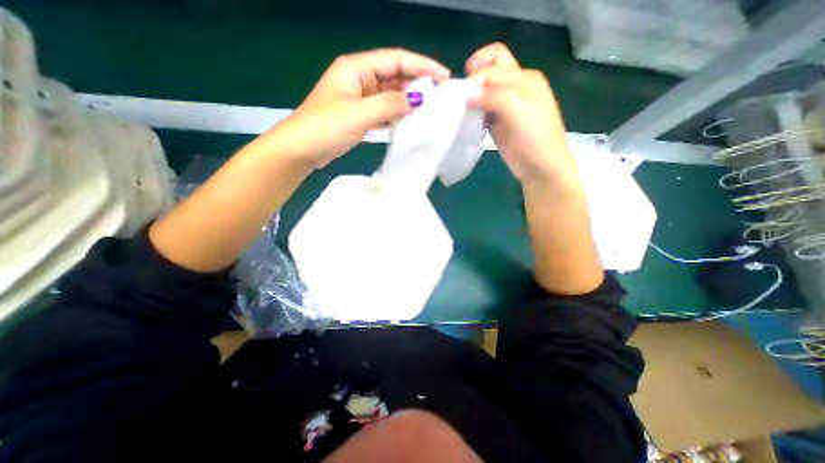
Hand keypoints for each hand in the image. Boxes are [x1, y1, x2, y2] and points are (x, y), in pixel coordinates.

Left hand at [257, 48, 449, 167]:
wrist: (301, 150)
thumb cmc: (325, 128)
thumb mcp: (358, 114)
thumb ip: (389, 104)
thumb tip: (418, 100)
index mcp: (356, 69)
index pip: (395, 59)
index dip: (421, 65)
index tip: (443, 77)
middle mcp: (359, 79)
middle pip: (394, 76)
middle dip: (417, 85)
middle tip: (439, 99)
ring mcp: (359, 99)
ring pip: (390, 95)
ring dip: (408, 102)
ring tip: (429, 112)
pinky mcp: (360, 116)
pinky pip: (384, 111)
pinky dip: (396, 116)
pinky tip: (409, 123)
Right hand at [464, 44, 574, 186]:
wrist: (540, 167)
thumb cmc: (534, 137)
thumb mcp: (519, 109)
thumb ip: (495, 96)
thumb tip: (467, 94)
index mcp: (523, 78)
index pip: (493, 64)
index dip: (476, 77)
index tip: (464, 97)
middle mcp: (514, 87)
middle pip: (490, 68)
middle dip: (473, 77)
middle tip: (461, 97)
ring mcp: (505, 107)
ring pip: (483, 91)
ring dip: (471, 97)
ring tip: (461, 111)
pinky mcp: (497, 123)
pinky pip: (481, 110)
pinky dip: (472, 112)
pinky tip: (467, 121)